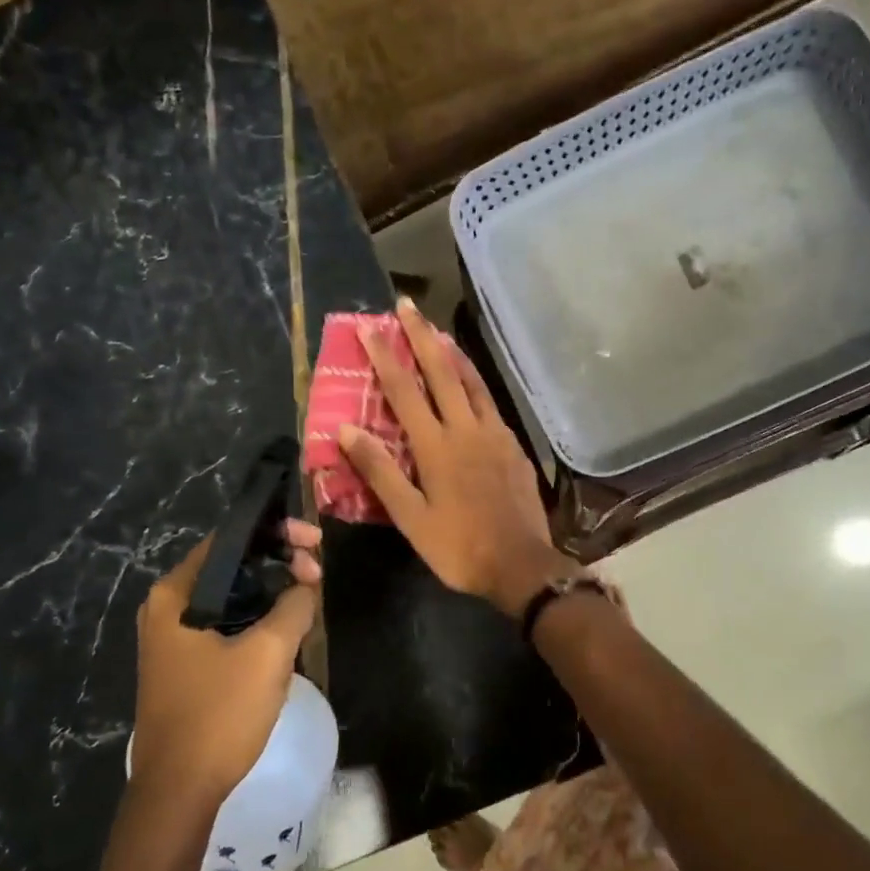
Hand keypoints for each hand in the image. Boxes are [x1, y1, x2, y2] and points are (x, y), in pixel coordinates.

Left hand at [131, 520, 321, 808]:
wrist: (179, 792)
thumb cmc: (219, 714)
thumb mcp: (268, 653)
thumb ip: (294, 605)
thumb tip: (306, 585)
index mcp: (176, 594)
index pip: (230, 539)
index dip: (277, 532)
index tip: (315, 542)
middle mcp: (168, 607)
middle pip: (232, 565)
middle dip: (278, 561)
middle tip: (317, 573)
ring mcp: (174, 638)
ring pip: (232, 595)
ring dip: (272, 591)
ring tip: (309, 597)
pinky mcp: (186, 663)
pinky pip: (227, 622)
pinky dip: (258, 617)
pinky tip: (287, 627)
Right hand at [337, 298, 577, 615]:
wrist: (521, 564)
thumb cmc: (459, 546)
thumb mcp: (410, 517)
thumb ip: (380, 471)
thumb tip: (348, 429)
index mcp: (436, 446)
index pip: (405, 390)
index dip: (386, 356)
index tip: (370, 327)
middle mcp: (466, 429)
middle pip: (442, 372)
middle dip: (421, 336)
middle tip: (407, 306)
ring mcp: (495, 434)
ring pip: (472, 382)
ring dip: (452, 352)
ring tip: (438, 330)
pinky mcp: (514, 446)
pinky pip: (490, 402)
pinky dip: (475, 382)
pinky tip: (471, 383)